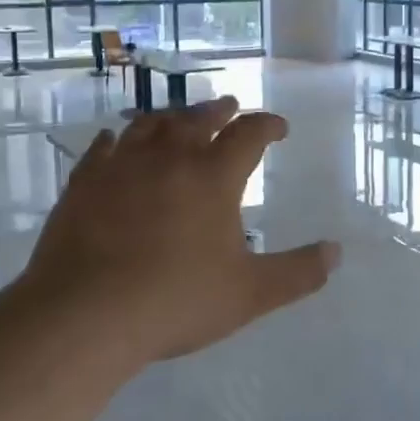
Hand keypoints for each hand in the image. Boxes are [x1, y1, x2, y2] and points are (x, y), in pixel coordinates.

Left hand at [15, 97, 340, 365]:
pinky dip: (116, 139)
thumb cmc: (176, 301)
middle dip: (220, 110)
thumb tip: (336, 252)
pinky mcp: (83, 182)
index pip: (249, 134)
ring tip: (179, 118)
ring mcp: (121, 165)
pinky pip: (102, 147)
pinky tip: (115, 140)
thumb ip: (297, 272)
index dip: (268, 125)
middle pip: (199, 119)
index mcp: (213, 176)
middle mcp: (169, 158)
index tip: (279, 127)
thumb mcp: (249, 293)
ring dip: (171, 117)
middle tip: (230, 106)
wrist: (85, 314)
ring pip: (150, 124)